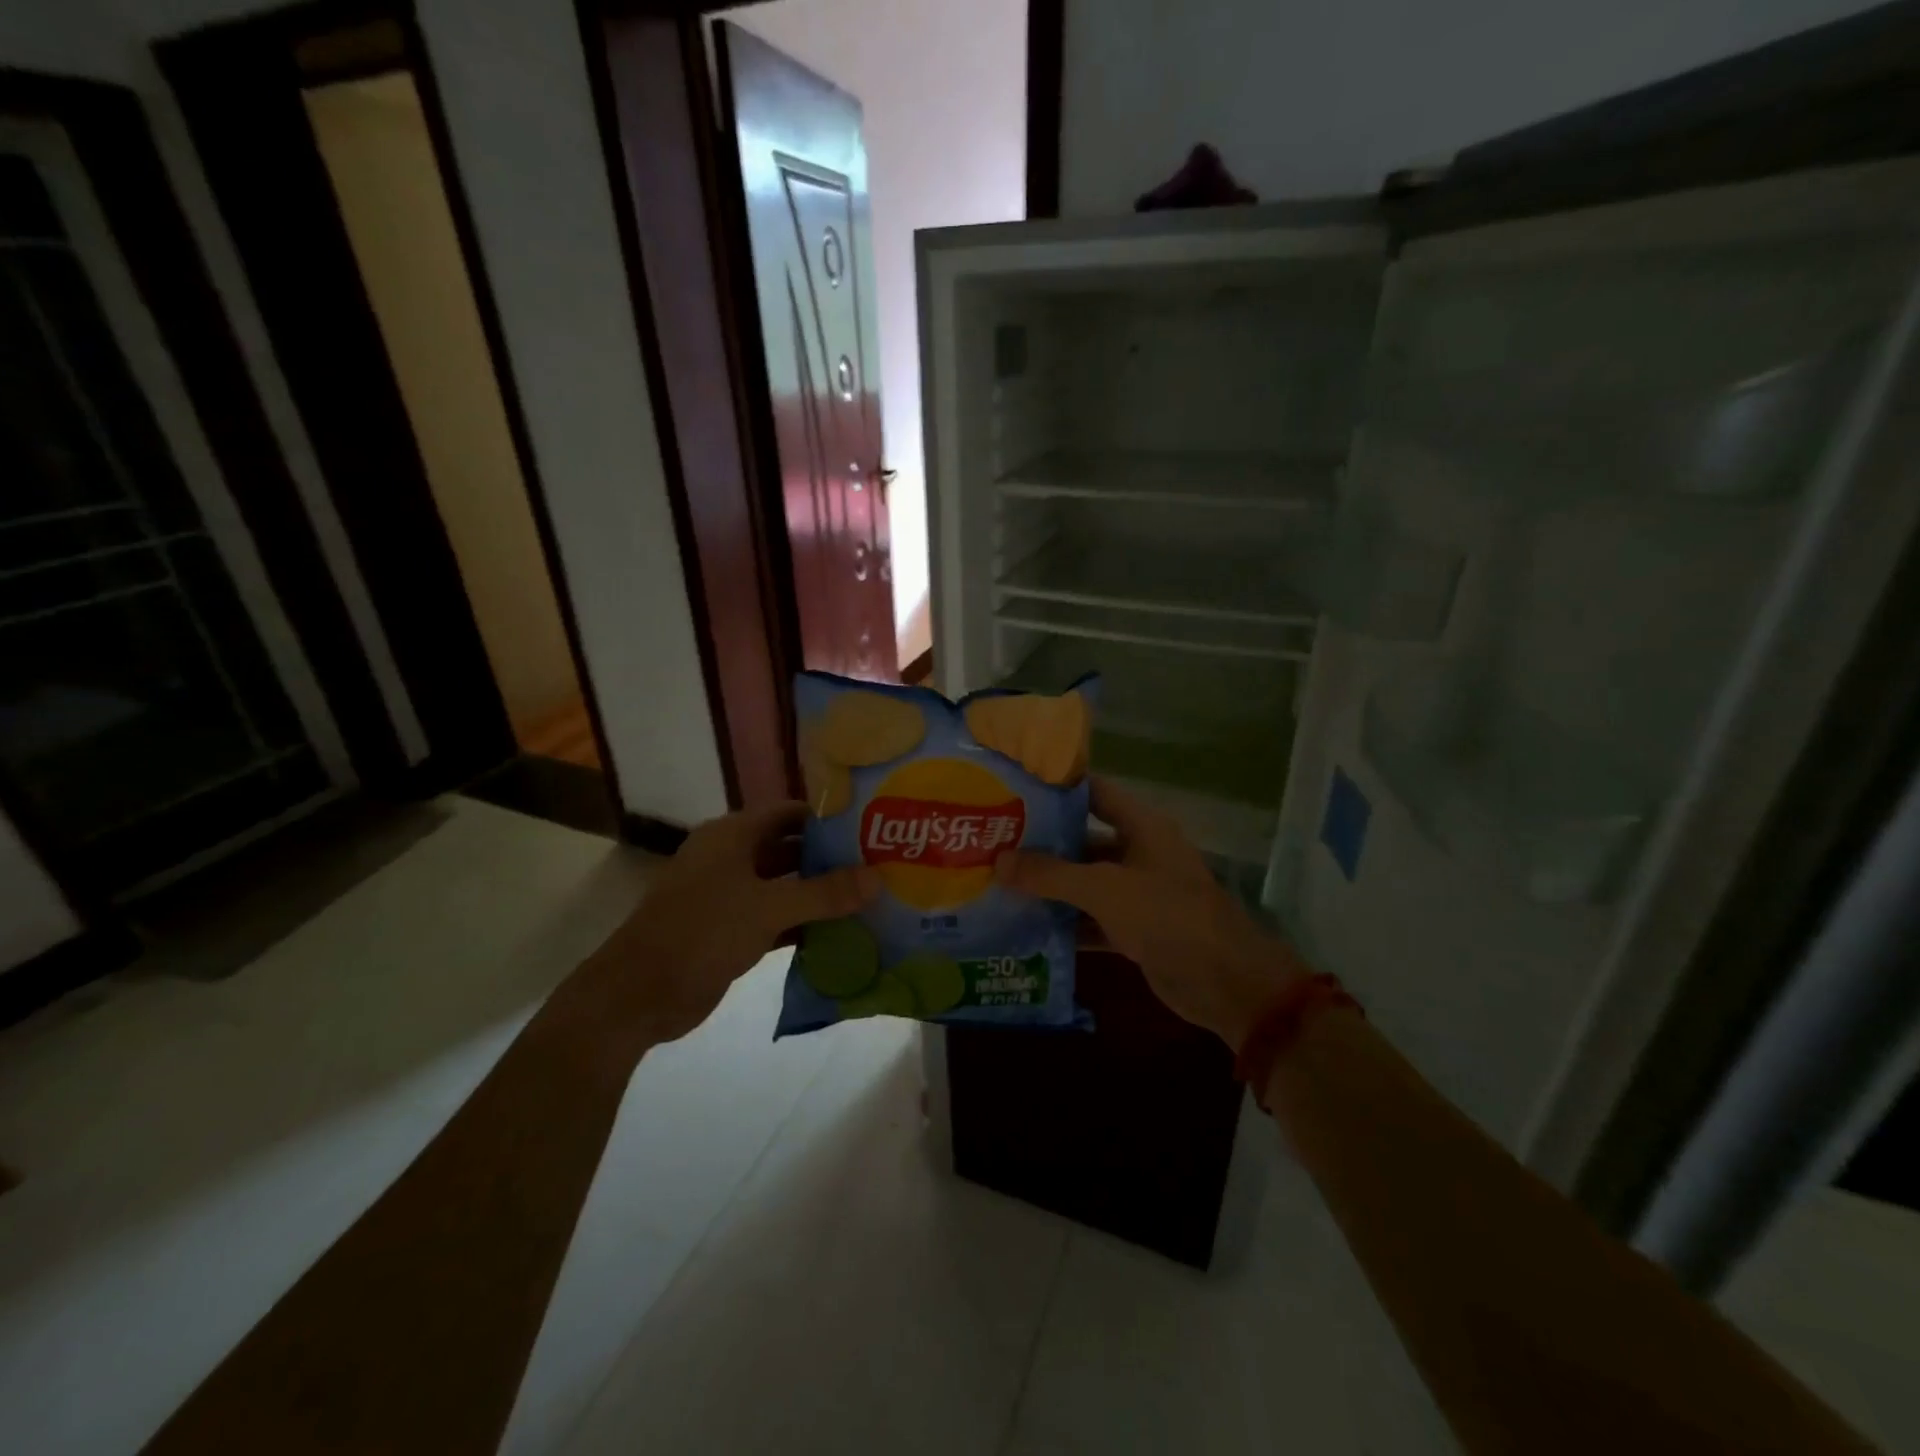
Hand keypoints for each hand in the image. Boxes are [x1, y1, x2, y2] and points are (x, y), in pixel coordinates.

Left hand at [570, 802, 877, 1048]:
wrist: (638, 994)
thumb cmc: (702, 931)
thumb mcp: (767, 907)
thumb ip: (824, 893)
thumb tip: (877, 878)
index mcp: (732, 836)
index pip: (790, 813)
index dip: (828, 818)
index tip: (871, 827)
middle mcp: (732, 858)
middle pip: (790, 850)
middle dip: (831, 859)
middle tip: (880, 866)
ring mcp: (730, 896)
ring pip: (785, 887)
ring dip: (820, 895)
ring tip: (870, 899)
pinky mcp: (731, 931)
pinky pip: (777, 919)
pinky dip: (804, 925)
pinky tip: (841, 934)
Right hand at [995, 777, 1306, 1048]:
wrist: (1225, 982)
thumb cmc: (1167, 916)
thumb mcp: (1104, 889)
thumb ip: (1050, 874)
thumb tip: (998, 860)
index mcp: (1141, 826)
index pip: (1093, 792)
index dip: (1055, 789)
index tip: (1011, 789)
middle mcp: (1138, 853)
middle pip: (1083, 839)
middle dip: (1041, 844)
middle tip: (992, 843)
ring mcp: (1136, 893)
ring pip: (1084, 883)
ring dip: (1048, 888)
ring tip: (997, 883)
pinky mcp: (1134, 930)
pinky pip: (1091, 920)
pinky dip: (1064, 924)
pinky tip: (1024, 926)